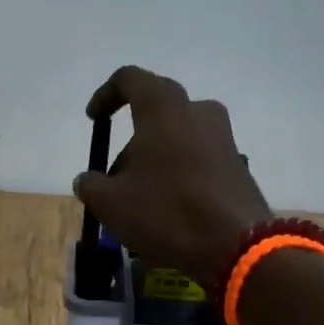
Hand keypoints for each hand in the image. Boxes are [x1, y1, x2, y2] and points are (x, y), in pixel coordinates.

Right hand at [73, 66, 273, 289]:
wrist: (236, 245)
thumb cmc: (166, 212)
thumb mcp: (111, 204)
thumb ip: (90, 185)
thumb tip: (86, 180)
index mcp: (163, 108)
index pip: (129, 79)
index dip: (107, 95)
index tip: (95, 119)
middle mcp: (197, 111)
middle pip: (156, 113)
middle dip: (132, 142)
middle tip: (115, 177)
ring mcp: (223, 138)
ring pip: (179, 138)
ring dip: (156, 161)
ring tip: (141, 200)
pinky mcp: (237, 165)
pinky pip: (198, 160)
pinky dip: (179, 175)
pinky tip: (169, 210)